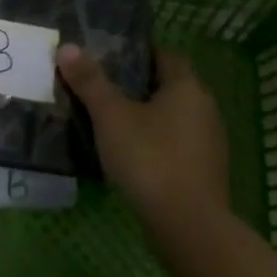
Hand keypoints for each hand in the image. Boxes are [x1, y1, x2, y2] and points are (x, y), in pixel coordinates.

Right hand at [58, 44, 230, 234]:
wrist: (189, 229)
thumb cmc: (150, 159)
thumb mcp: (111, 116)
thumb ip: (90, 81)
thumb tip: (67, 47)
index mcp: (187, 87)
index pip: (164, 54)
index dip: (137, 51)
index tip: (108, 54)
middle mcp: (205, 109)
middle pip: (168, 85)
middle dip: (136, 83)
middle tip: (100, 84)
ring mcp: (208, 144)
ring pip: (172, 116)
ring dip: (145, 115)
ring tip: (108, 118)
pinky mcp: (204, 173)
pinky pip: (175, 144)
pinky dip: (154, 141)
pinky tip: (128, 152)